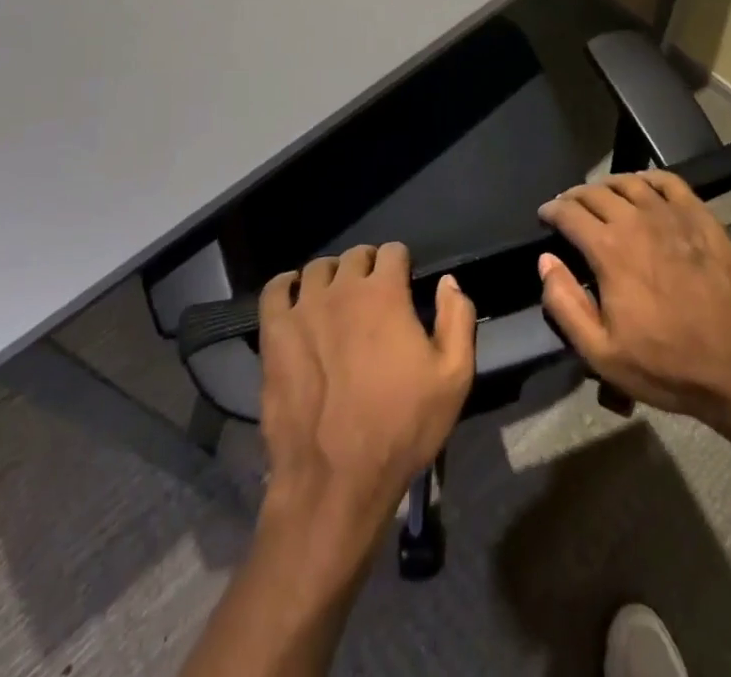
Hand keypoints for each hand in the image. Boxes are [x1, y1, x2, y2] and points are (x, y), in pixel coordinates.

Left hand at [257, 243, 475, 548]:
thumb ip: (457, 319)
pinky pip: (275, 290)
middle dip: (368, 267)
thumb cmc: (401, 428)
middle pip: (355, 256)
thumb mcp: (453, 377)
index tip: (403, 284)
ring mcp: (303, 309)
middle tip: (373, 296)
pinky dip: (287, 286)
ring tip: (337, 299)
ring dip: (332, 276)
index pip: (393, 251)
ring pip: (317, 268)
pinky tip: (296, 298)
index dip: (401, 264)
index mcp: (384, 293)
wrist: (336, 480)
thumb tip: (448, 281)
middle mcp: (342, 289)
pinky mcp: (274, 333)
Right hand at [537, 170, 730, 426]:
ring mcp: (673, 215)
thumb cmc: (667, 365)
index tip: (545, 216)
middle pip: (596, 192)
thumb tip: (546, 261)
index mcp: (609, 249)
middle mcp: (637, 220)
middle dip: (575, 196)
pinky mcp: (702, 218)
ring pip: (630, 182)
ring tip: (601, 196)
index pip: (569, 213)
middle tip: (569, 208)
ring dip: (607, 185)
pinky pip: (669, 182)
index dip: (551, 210)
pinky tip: (643, 187)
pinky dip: (648, 178)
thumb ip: (565, 304)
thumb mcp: (601, 353)